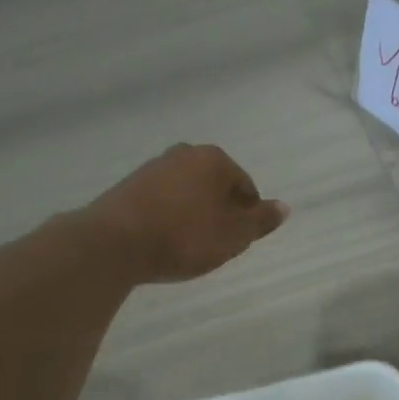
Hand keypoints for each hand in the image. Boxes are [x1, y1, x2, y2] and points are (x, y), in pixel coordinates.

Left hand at [86, 144, 288, 282]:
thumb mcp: (233, 236)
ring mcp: (153, 167)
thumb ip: (260, 221)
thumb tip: (283, 207)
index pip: (245, 186)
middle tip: (217, 244)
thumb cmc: (184, 237)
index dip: (247, 216)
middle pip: (215, 186)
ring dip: (194, 214)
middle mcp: (184, 154)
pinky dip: (169, 217)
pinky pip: (162, 200)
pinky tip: (165, 240)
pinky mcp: (129, 185)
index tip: (239, 241)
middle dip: (220, 212)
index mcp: (214, 160)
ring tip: (189, 245)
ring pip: (187, 192)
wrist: (115, 243)